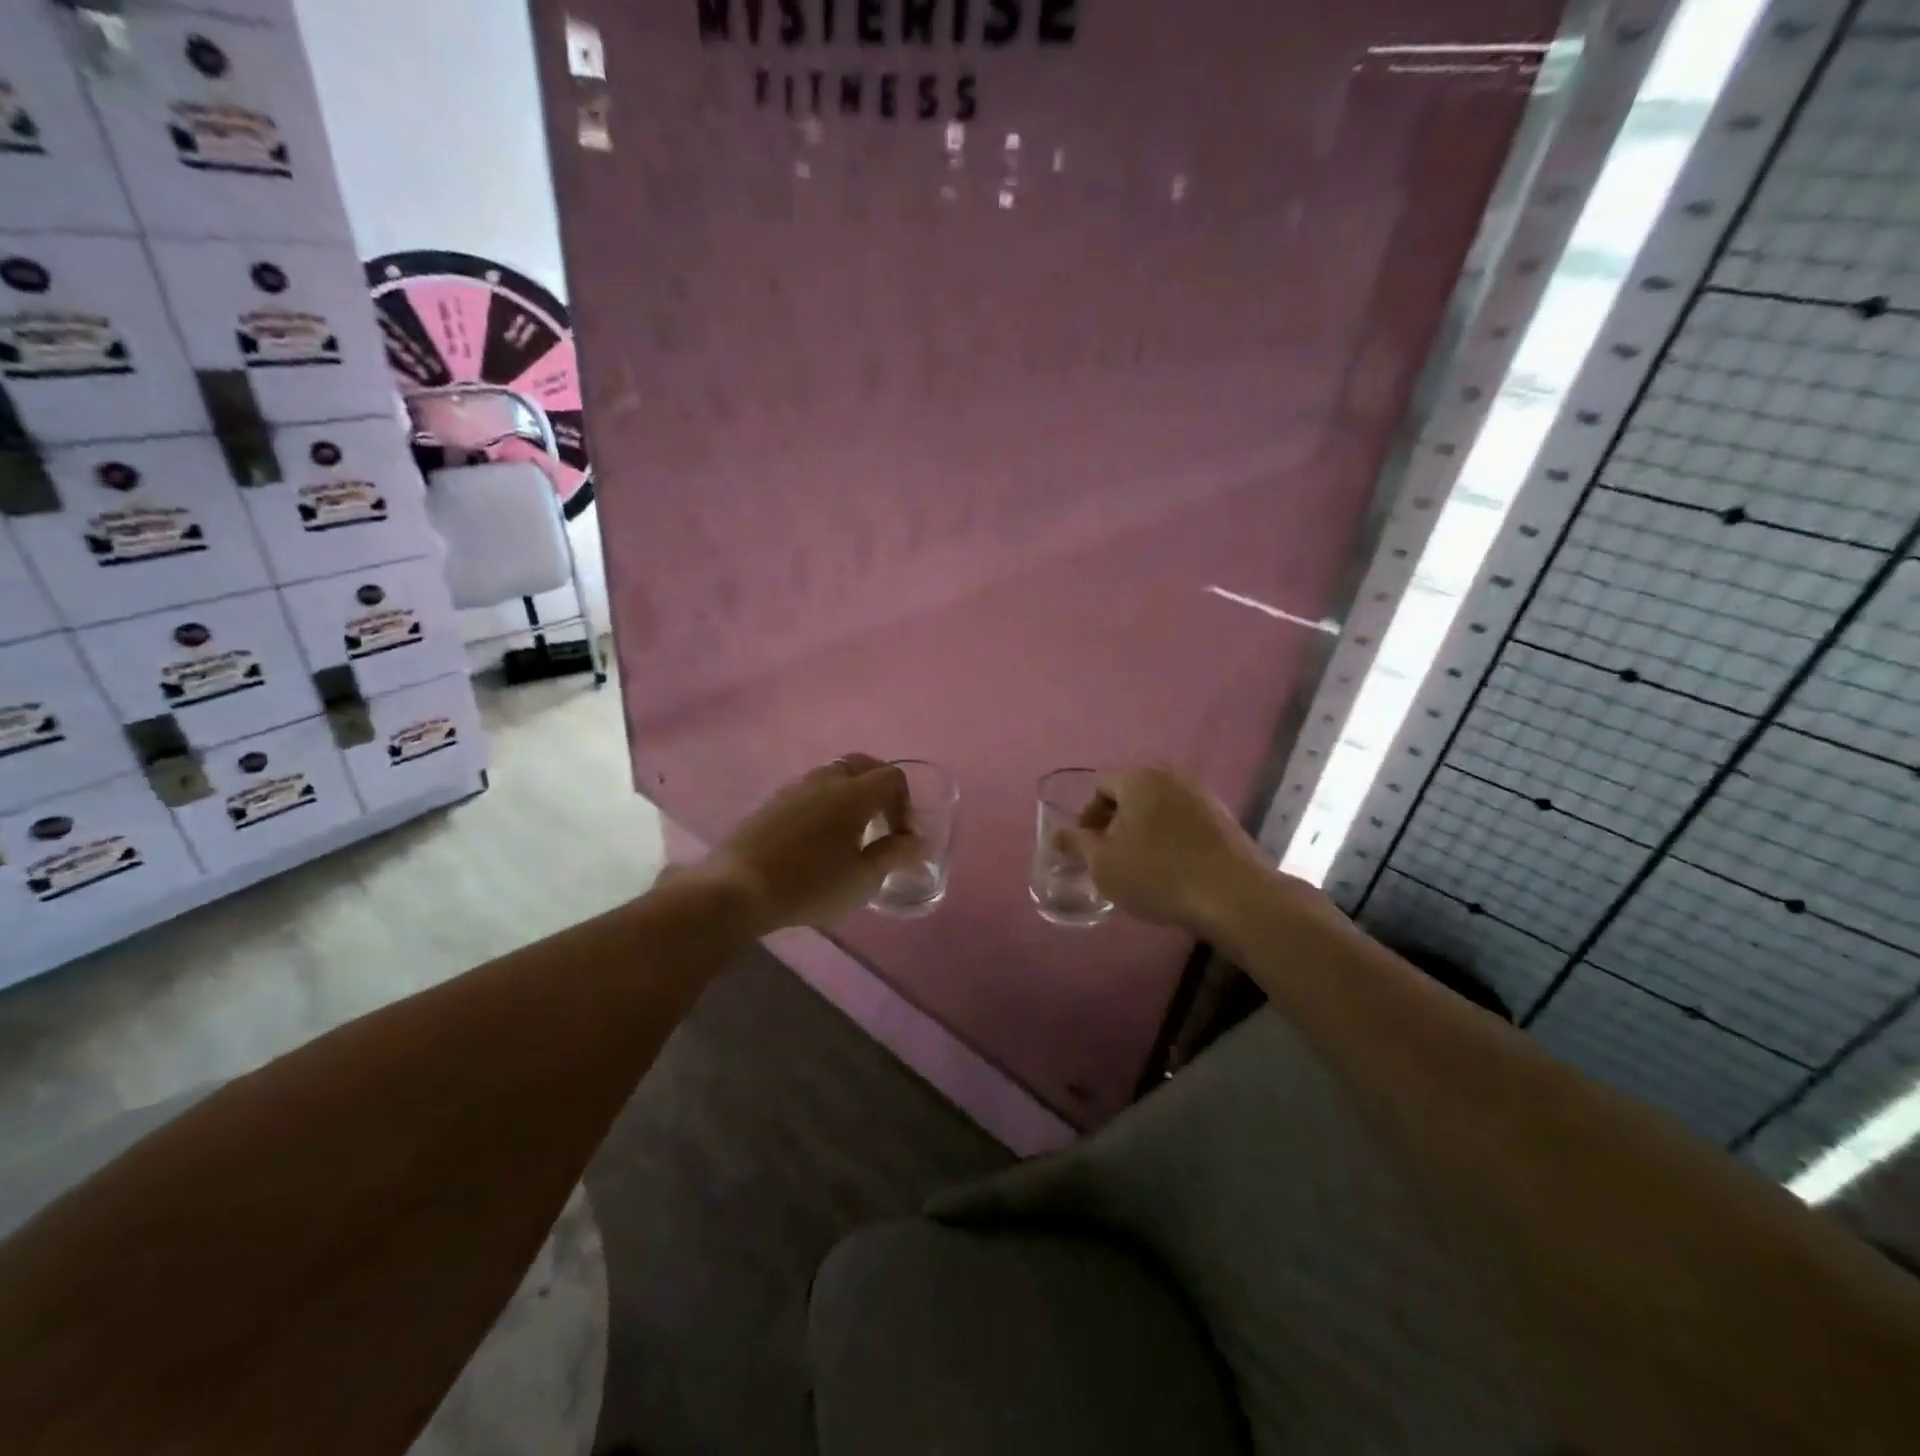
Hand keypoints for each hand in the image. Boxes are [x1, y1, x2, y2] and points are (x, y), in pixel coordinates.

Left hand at [702, 754, 923, 932]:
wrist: (738, 889)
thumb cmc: (810, 885)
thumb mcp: (863, 879)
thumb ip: (893, 855)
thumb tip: (914, 841)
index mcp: (853, 793)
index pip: (891, 776)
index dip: (905, 803)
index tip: (900, 836)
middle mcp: (824, 780)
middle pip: (862, 764)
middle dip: (879, 786)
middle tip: (882, 820)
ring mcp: (794, 788)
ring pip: (832, 775)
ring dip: (850, 793)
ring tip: (850, 831)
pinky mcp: (771, 803)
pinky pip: (809, 791)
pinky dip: (824, 803)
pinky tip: (818, 837)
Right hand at [1054, 765, 1279, 935]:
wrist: (1234, 896)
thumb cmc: (1158, 874)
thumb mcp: (1104, 864)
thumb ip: (1076, 845)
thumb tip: (1057, 834)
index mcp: (1140, 779)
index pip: (1101, 787)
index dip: (1087, 818)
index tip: (1086, 849)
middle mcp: (1172, 777)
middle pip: (1131, 795)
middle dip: (1115, 823)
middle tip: (1109, 857)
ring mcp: (1203, 797)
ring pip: (1159, 809)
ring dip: (1143, 832)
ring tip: (1139, 866)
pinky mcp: (1224, 820)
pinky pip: (1183, 822)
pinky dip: (1170, 839)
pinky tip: (1170, 870)